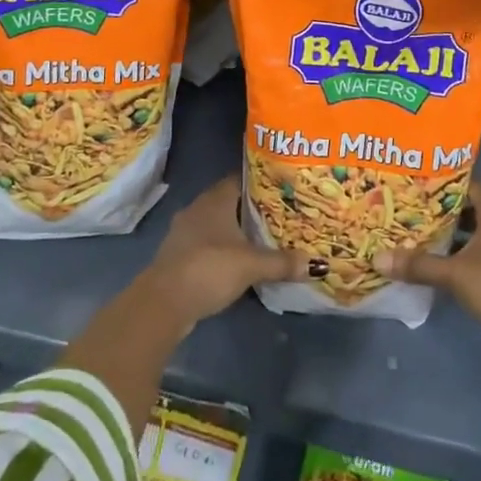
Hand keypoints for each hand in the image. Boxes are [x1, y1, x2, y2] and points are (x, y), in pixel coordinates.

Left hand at [142, 176, 312, 329]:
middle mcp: (198, 208)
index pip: (241, 178)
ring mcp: (185, 231)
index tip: (283, 187)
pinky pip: (207, 243)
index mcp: (215, 199)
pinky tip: (238, 260)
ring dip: (235, 230)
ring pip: (217, 223)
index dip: (262, 181)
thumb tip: (317, 264)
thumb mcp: (252, 265)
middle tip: (280, 213)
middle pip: (230, 200)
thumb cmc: (210, 268)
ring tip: (263, 237)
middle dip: (252, 207)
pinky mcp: (179, 254)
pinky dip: (222, 248)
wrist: (163, 302)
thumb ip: (283, 262)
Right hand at [372, 185, 480, 362]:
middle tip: (413, 208)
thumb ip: (419, 265)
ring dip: (454, 237)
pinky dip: (462, 259)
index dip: (448, 181)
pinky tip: (440, 267)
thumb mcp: (455, 273)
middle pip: (473, 210)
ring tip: (420, 235)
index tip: (421, 181)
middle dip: (445, 210)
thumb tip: (378, 258)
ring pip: (477, 237)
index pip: (472, 185)